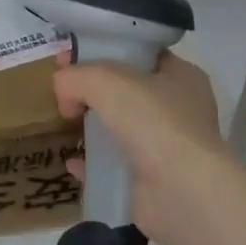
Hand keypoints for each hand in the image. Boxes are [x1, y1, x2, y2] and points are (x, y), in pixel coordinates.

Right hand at [52, 52, 236, 244]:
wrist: (182, 193)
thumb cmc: (153, 122)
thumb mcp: (105, 80)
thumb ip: (76, 76)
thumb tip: (64, 93)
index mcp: (181, 76)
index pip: (140, 54)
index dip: (103, 51)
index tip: (70, 57)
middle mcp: (179, 110)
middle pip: (127, 92)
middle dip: (93, 92)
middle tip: (63, 92)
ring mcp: (167, 148)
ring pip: (120, 130)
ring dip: (92, 129)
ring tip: (64, 125)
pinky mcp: (153, 182)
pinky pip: (114, 167)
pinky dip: (92, 165)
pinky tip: (73, 163)